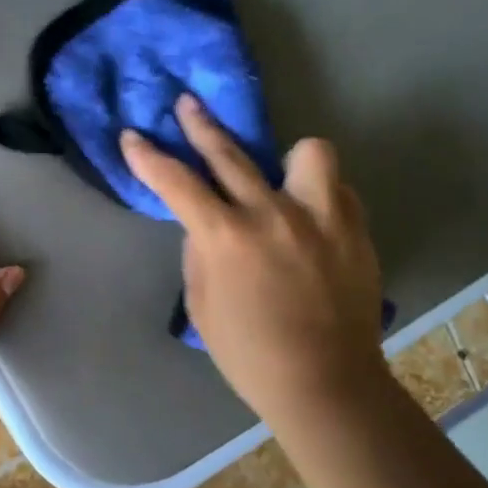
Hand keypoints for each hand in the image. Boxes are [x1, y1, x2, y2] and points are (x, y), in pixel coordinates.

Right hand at [121, 95, 386, 432]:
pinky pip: (338, 190)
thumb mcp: (201, 305)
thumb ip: (200, 253)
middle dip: (200, 125)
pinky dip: (319, 197)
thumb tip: (206, 224)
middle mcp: (273, 214)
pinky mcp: (355, 229)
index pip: (176, 182)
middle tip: (187, 106)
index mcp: (226, 237)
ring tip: (282, 176)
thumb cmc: (249, 353)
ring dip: (288, 160)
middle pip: (230, 152)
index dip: (147, 157)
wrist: (324, 382)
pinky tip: (312, 218)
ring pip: (308, 152)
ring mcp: (321, 218)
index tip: (132, 137)